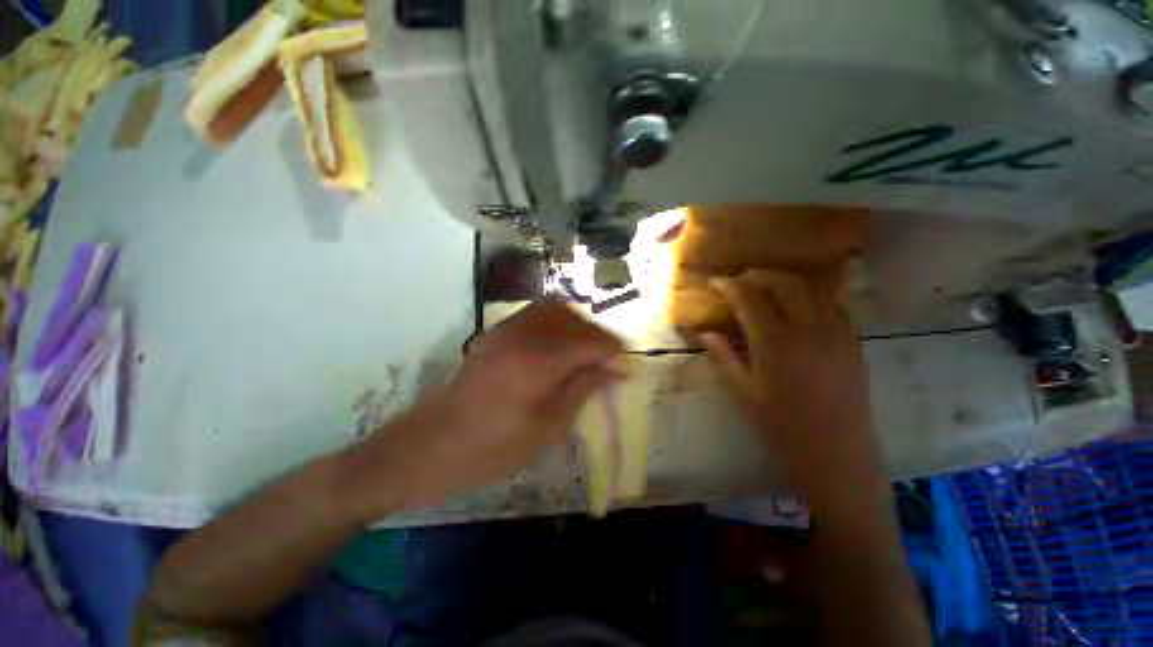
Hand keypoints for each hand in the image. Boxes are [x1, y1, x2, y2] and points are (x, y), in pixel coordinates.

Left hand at [344, 300, 623, 513]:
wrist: (435, 442)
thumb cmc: (495, 446)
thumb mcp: (549, 426)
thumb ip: (584, 388)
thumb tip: (615, 369)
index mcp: (540, 361)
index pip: (592, 340)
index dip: (614, 350)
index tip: (626, 365)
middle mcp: (526, 334)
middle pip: (577, 319)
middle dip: (599, 336)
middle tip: (605, 361)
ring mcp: (508, 328)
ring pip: (557, 308)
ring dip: (578, 325)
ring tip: (584, 350)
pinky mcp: (497, 331)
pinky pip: (536, 312)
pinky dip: (556, 321)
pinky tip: (558, 343)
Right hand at [699, 270, 887, 501]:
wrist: (838, 453)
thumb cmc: (782, 426)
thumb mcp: (743, 392)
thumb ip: (722, 356)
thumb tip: (704, 332)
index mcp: (775, 342)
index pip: (748, 298)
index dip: (728, 285)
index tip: (714, 282)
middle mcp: (808, 328)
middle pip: (784, 282)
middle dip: (758, 275)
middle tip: (741, 281)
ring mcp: (837, 332)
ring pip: (812, 288)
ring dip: (785, 281)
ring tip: (767, 287)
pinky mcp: (854, 340)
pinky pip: (833, 304)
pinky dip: (811, 295)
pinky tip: (799, 306)